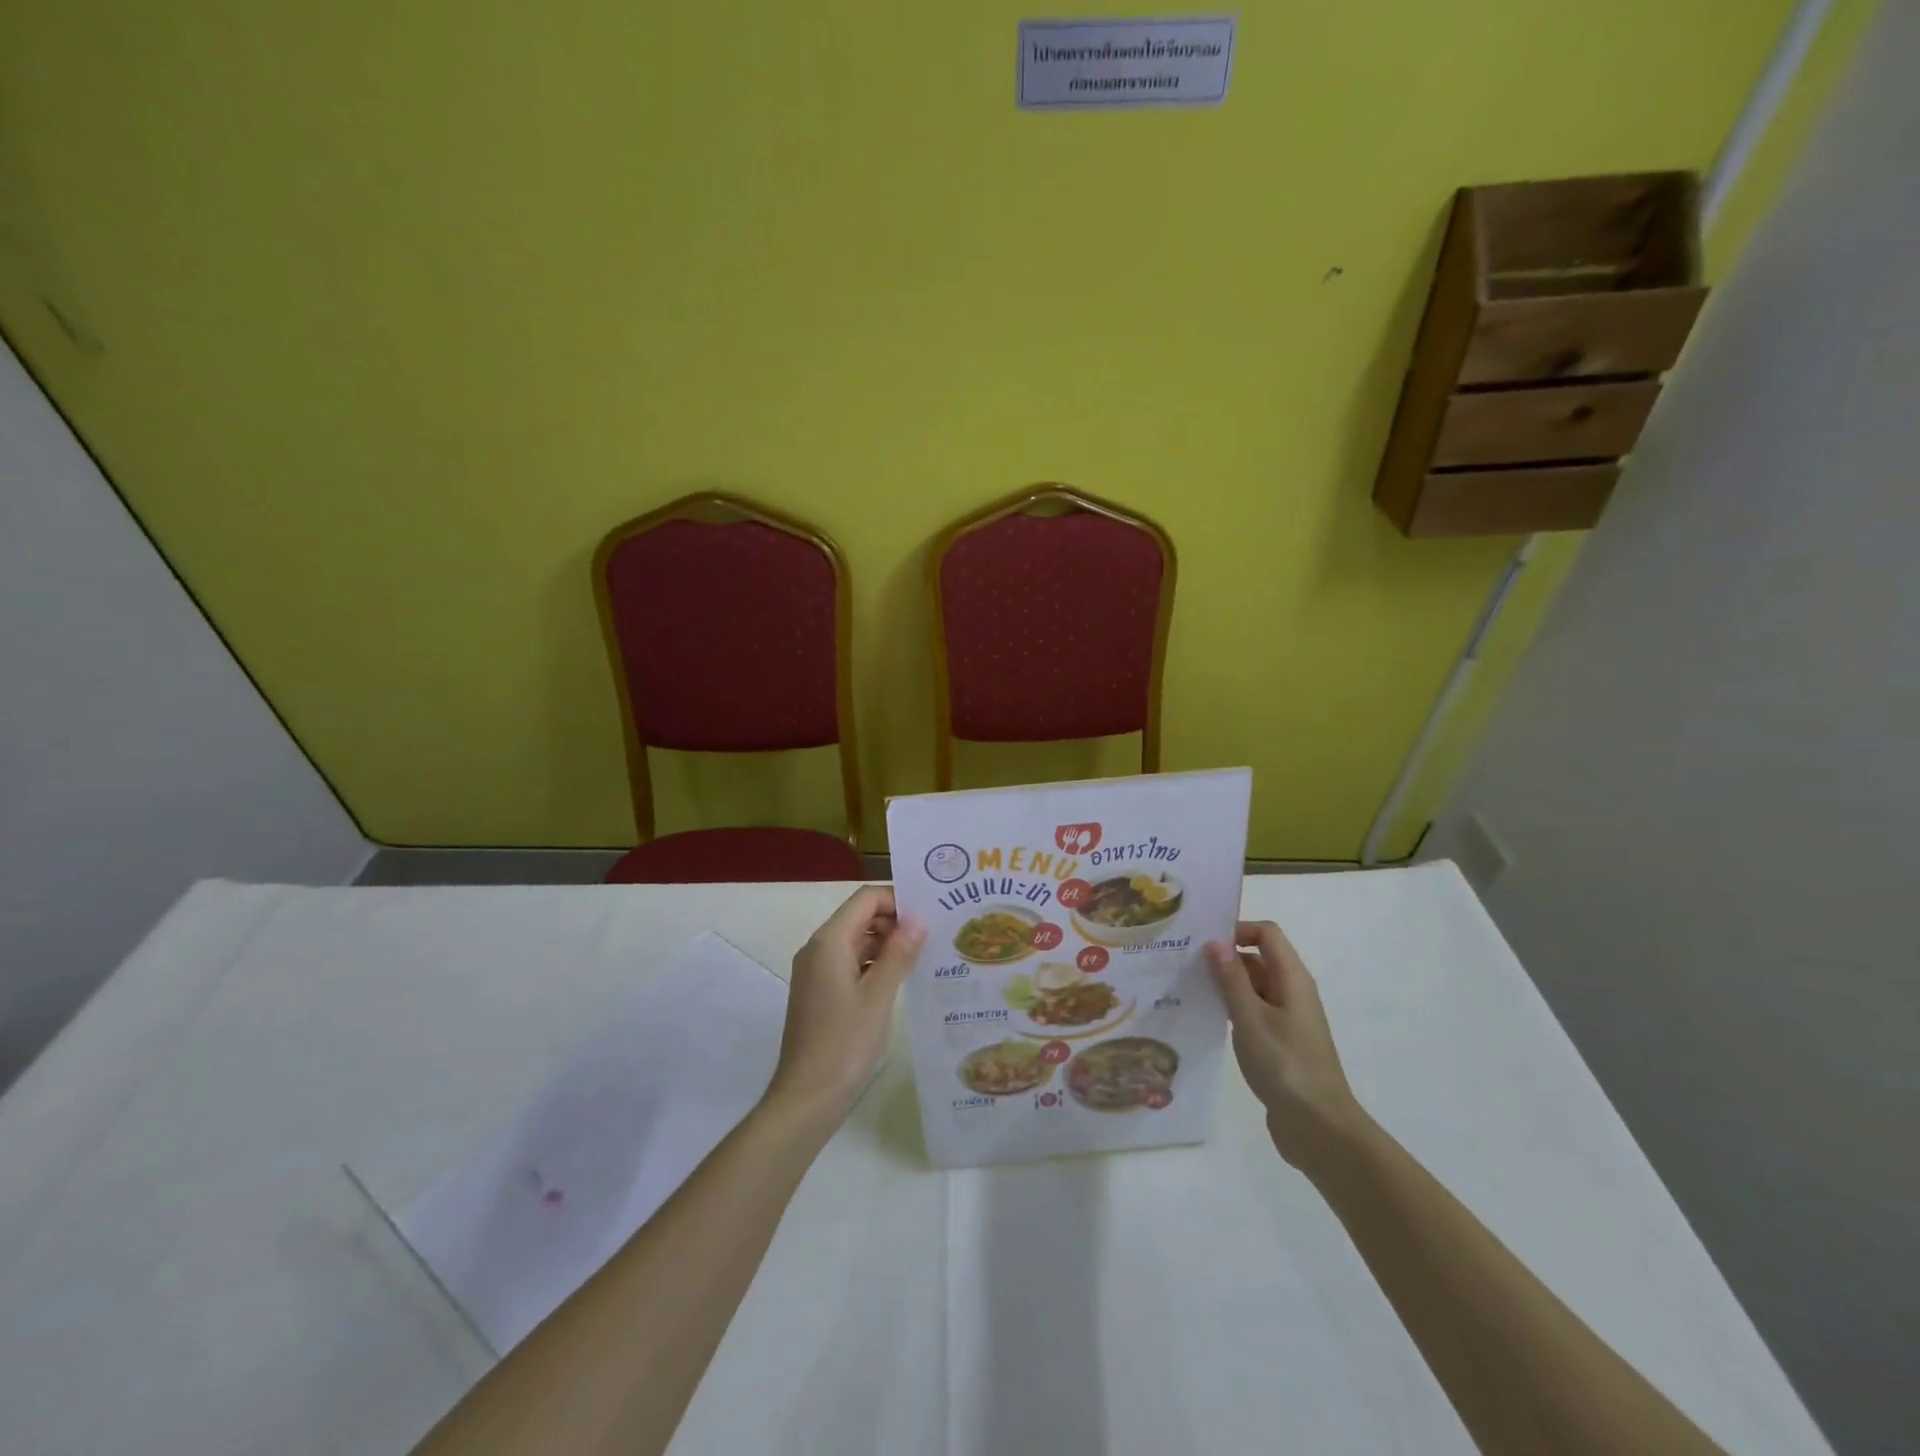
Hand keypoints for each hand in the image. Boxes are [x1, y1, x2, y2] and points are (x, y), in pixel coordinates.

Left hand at [765, 886, 925, 1123]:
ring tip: (925, 955)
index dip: (897, 900)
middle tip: (934, 934)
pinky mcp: (821, 993)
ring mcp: (817, 972)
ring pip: (857, 941)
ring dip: (888, 944)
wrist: (806, 1097)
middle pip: (860, 917)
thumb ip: (899, 954)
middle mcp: (819, 949)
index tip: (929, 914)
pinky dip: (876, 964)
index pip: (865, 899)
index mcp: (829, 942)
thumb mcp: (878, 996)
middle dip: (895, 921)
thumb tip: (918, 920)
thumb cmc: (843, 1043)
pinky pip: (852, 963)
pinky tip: (903, 979)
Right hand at [1205, 921, 1368, 1171]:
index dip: (1237, 929)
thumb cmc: (1286, 1066)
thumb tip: (1215, 941)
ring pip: (1251, 985)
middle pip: (1257, 957)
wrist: (1319, 1128)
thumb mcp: (1251, 1019)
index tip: (1203, 940)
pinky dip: (1229, 1008)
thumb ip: (1231, 979)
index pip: (1266, 934)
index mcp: (1292, 979)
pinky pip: (1250, 1010)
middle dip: (1223, 956)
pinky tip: (1203, 1017)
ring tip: (1185, 986)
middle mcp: (1291, 992)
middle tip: (1182, 961)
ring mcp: (1285, 1018)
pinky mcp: (1277, 1041)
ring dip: (1223, 983)